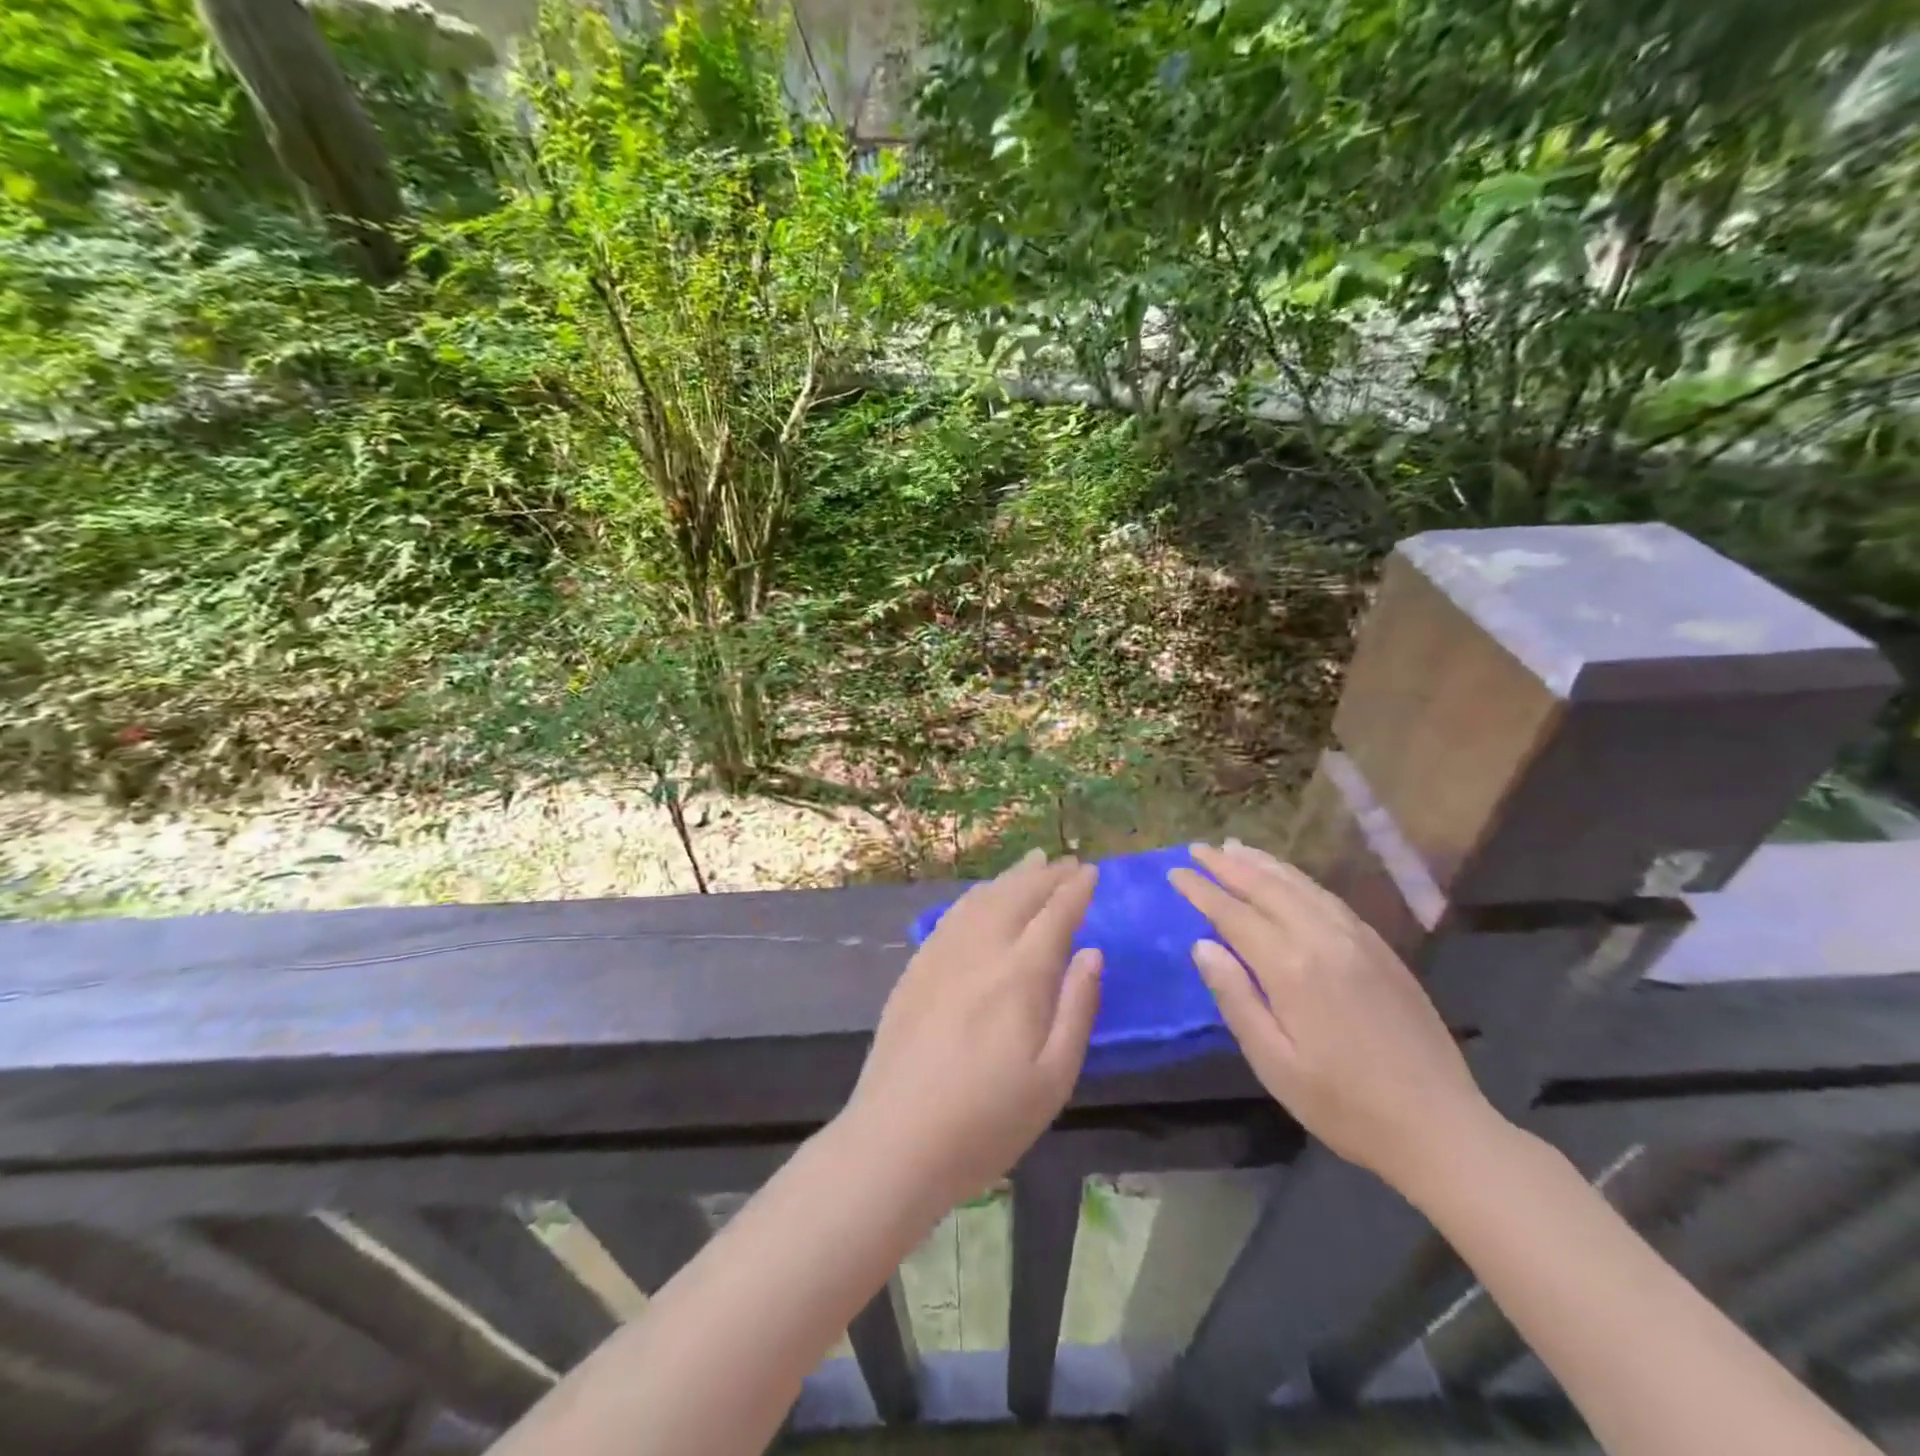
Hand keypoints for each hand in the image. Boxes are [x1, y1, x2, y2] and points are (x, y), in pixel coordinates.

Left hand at [841, 850, 1102, 1210]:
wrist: (897, 1139)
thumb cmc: (987, 1121)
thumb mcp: (1054, 1078)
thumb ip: (1077, 1008)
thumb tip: (1091, 952)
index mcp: (1020, 975)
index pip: (1054, 916)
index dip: (1075, 891)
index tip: (1091, 872)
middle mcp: (980, 951)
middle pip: (1017, 896)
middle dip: (1046, 875)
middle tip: (1067, 862)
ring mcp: (941, 955)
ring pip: (981, 899)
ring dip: (1011, 877)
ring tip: (1031, 863)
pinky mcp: (916, 969)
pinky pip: (951, 915)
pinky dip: (976, 896)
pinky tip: (982, 897)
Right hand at [1169, 840, 1497, 1190]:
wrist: (1439, 1127)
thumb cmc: (1343, 1104)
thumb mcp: (1273, 1062)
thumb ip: (1235, 998)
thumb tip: (1203, 946)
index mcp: (1291, 967)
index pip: (1234, 914)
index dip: (1202, 890)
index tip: (1175, 873)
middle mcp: (1324, 939)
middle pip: (1267, 887)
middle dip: (1228, 865)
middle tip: (1197, 849)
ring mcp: (1358, 939)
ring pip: (1301, 886)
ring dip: (1263, 864)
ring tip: (1234, 848)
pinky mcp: (1381, 949)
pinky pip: (1330, 898)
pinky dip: (1299, 879)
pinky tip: (1288, 879)